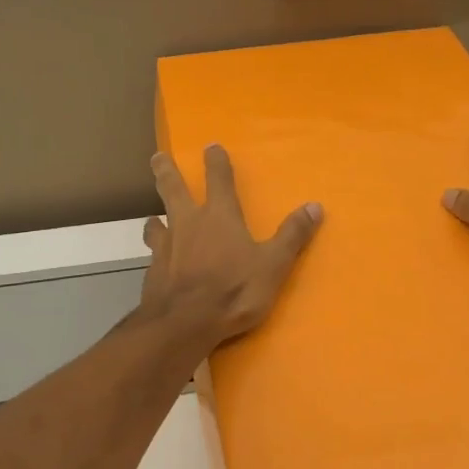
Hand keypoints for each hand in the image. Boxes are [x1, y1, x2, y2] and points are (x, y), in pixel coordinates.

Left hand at [141, 145, 323, 347]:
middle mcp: (188, 223)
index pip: (218, 179)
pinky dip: (155, 251)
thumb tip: (315, 206)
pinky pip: (153, 253)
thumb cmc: (233, 290)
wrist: (184, 323)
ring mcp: (166, 246)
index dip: (216, 161)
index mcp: (219, 216)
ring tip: (153, 216)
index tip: (211, 146)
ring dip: (156, 216)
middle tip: (157, 157)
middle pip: (173, 189)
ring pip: (156, 221)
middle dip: (166, 171)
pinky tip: (156, 260)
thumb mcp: (273, 265)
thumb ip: (292, 235)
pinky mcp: (153, 270)